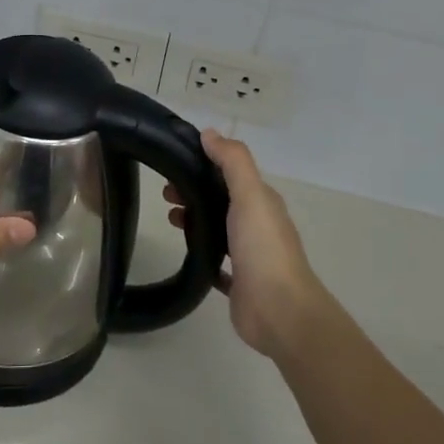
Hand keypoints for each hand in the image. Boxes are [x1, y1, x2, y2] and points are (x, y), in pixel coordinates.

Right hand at [166, 130, 331, 360]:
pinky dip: (203, 254)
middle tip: (165, 195)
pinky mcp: (239, 283)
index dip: (204, 164)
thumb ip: (232, 162)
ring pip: (218, 229)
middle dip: (195, 192)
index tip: (174, 164)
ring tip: (171, 219)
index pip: (231, 174)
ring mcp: (249, 256)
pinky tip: (185, 253)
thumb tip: (210, 133)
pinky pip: (217, 264)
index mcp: (262, 202)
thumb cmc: (263, 247)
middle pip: (222, 200)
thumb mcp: (250, 195)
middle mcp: (258, 225)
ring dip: (196, 220)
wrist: (279, 310)